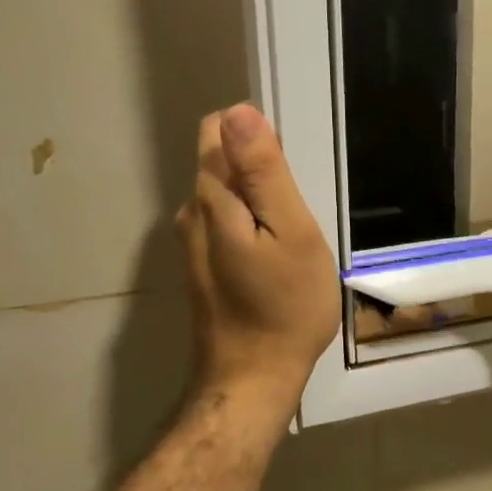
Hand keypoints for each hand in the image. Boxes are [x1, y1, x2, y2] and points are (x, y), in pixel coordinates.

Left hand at [178, 104, 339, 401]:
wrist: (253, 378)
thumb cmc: (285, 306)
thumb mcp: (291, 232)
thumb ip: (264, 172)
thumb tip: (240, 112)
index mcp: (212, 197)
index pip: (218, 129)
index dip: (257, 135)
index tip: (291, 171)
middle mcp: (191, 213)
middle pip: (223, 163)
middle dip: (262, 172)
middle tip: (299, 214)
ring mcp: (193, 243)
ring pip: (228, 196)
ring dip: (260, 203)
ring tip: (294, 238)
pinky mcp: (203, 267)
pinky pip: (228, 224)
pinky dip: (252, 227)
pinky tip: (277, 259)